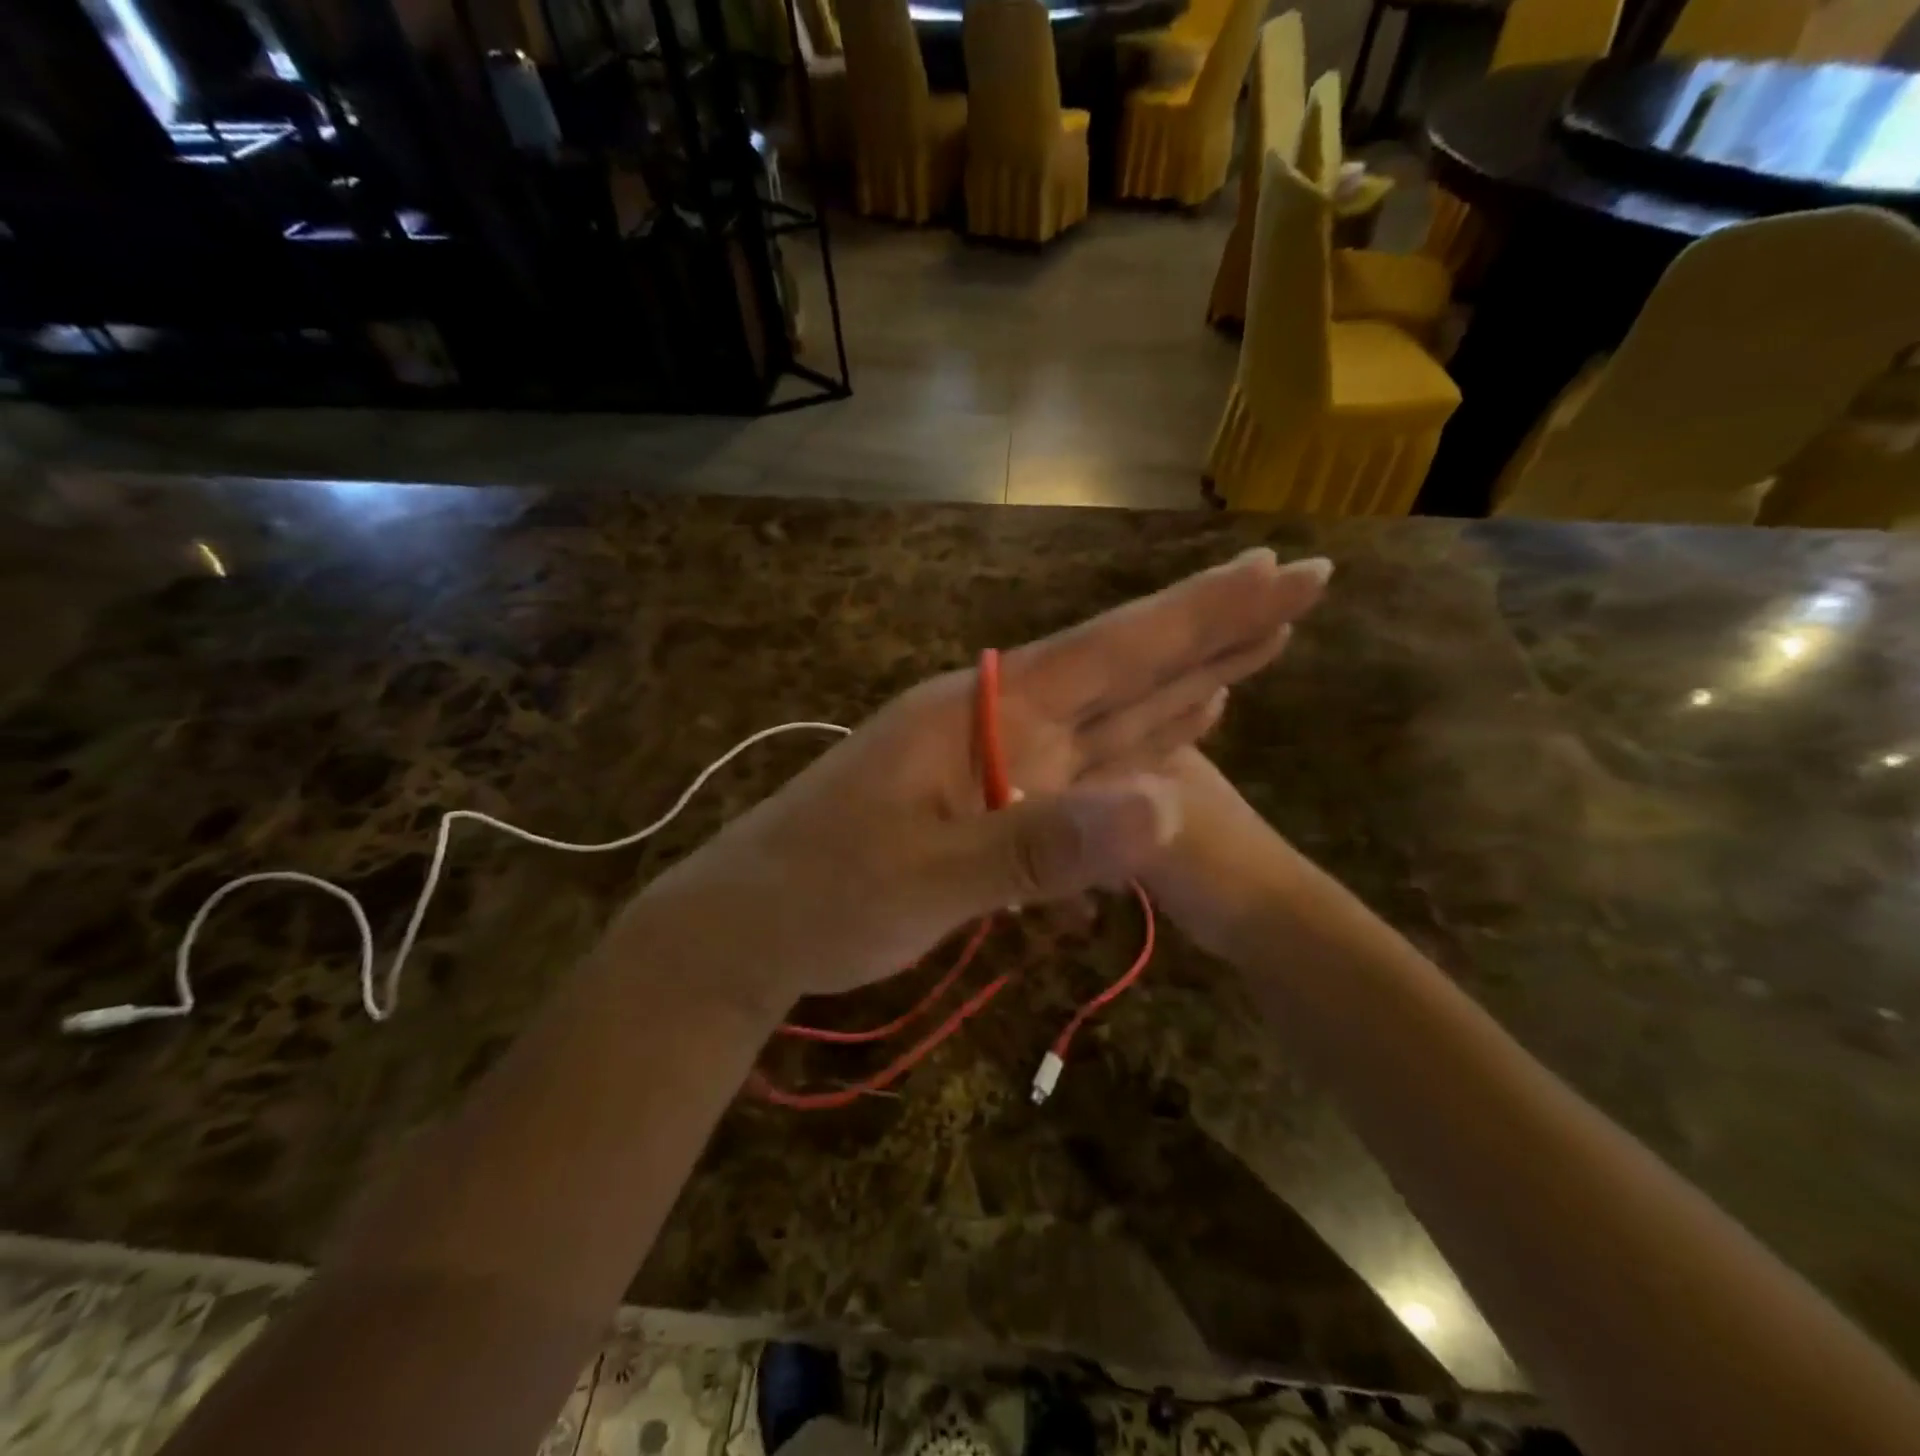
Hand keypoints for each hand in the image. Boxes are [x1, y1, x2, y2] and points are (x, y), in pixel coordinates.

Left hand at [622, 550, 1330, 1013]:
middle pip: (1121, 666)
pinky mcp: (996, 796)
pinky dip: (1142, 737)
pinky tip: (1182, 717)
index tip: (1278, 574)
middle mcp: (999, 717)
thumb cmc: (823, 897)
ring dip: (1187, 675)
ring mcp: (999, 756)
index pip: (1109, 650)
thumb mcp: (926, 877)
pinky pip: (1086, 759)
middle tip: (1296, 582)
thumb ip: (1039, 843)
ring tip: (1258, 638)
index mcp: (982, 711)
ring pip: (1111, 709)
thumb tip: (1169, 807)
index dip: (1199, 615)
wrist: (750, 926)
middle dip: (1211, 627)